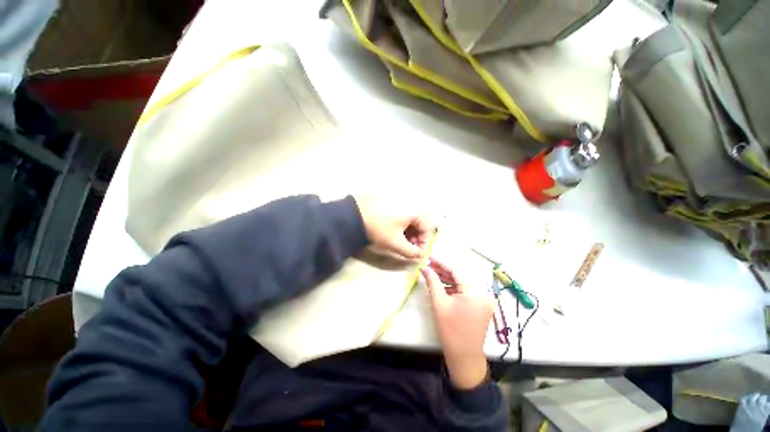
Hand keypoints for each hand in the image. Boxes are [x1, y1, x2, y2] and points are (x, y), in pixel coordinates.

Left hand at [354, 196, 433, 261]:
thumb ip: (411, 252)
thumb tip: (419, 256)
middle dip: (417, 238)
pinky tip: (394, 232)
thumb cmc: (379, 228)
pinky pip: (403, 214)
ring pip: (411, 219)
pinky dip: (402, 225)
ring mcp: (400, 200)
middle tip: (410, 249)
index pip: (428, 229)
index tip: (418, 255)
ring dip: (410, 233)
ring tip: (401, 242)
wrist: (353, 214)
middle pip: (420, 223)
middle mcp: (411, 202)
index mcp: (416, 210)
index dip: (425, 244)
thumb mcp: (396, 243)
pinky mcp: (391, 200)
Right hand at [422, 259, 492, 389]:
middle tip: (429, 266)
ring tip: (433, 274)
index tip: (430, 257)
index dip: (442, 263)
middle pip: (460, 277)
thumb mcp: (439, 304)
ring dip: (448, 279)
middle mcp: (483, 294)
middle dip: (444, 271)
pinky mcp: (480, 306)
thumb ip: (433, 282)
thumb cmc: (451, 331)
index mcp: (475, 293)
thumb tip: (425, 268)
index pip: (456, 271)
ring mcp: (483, 301)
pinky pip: (465, 292)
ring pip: (462, 284)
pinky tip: (442, 286)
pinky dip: (454, 288)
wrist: (464, 357)